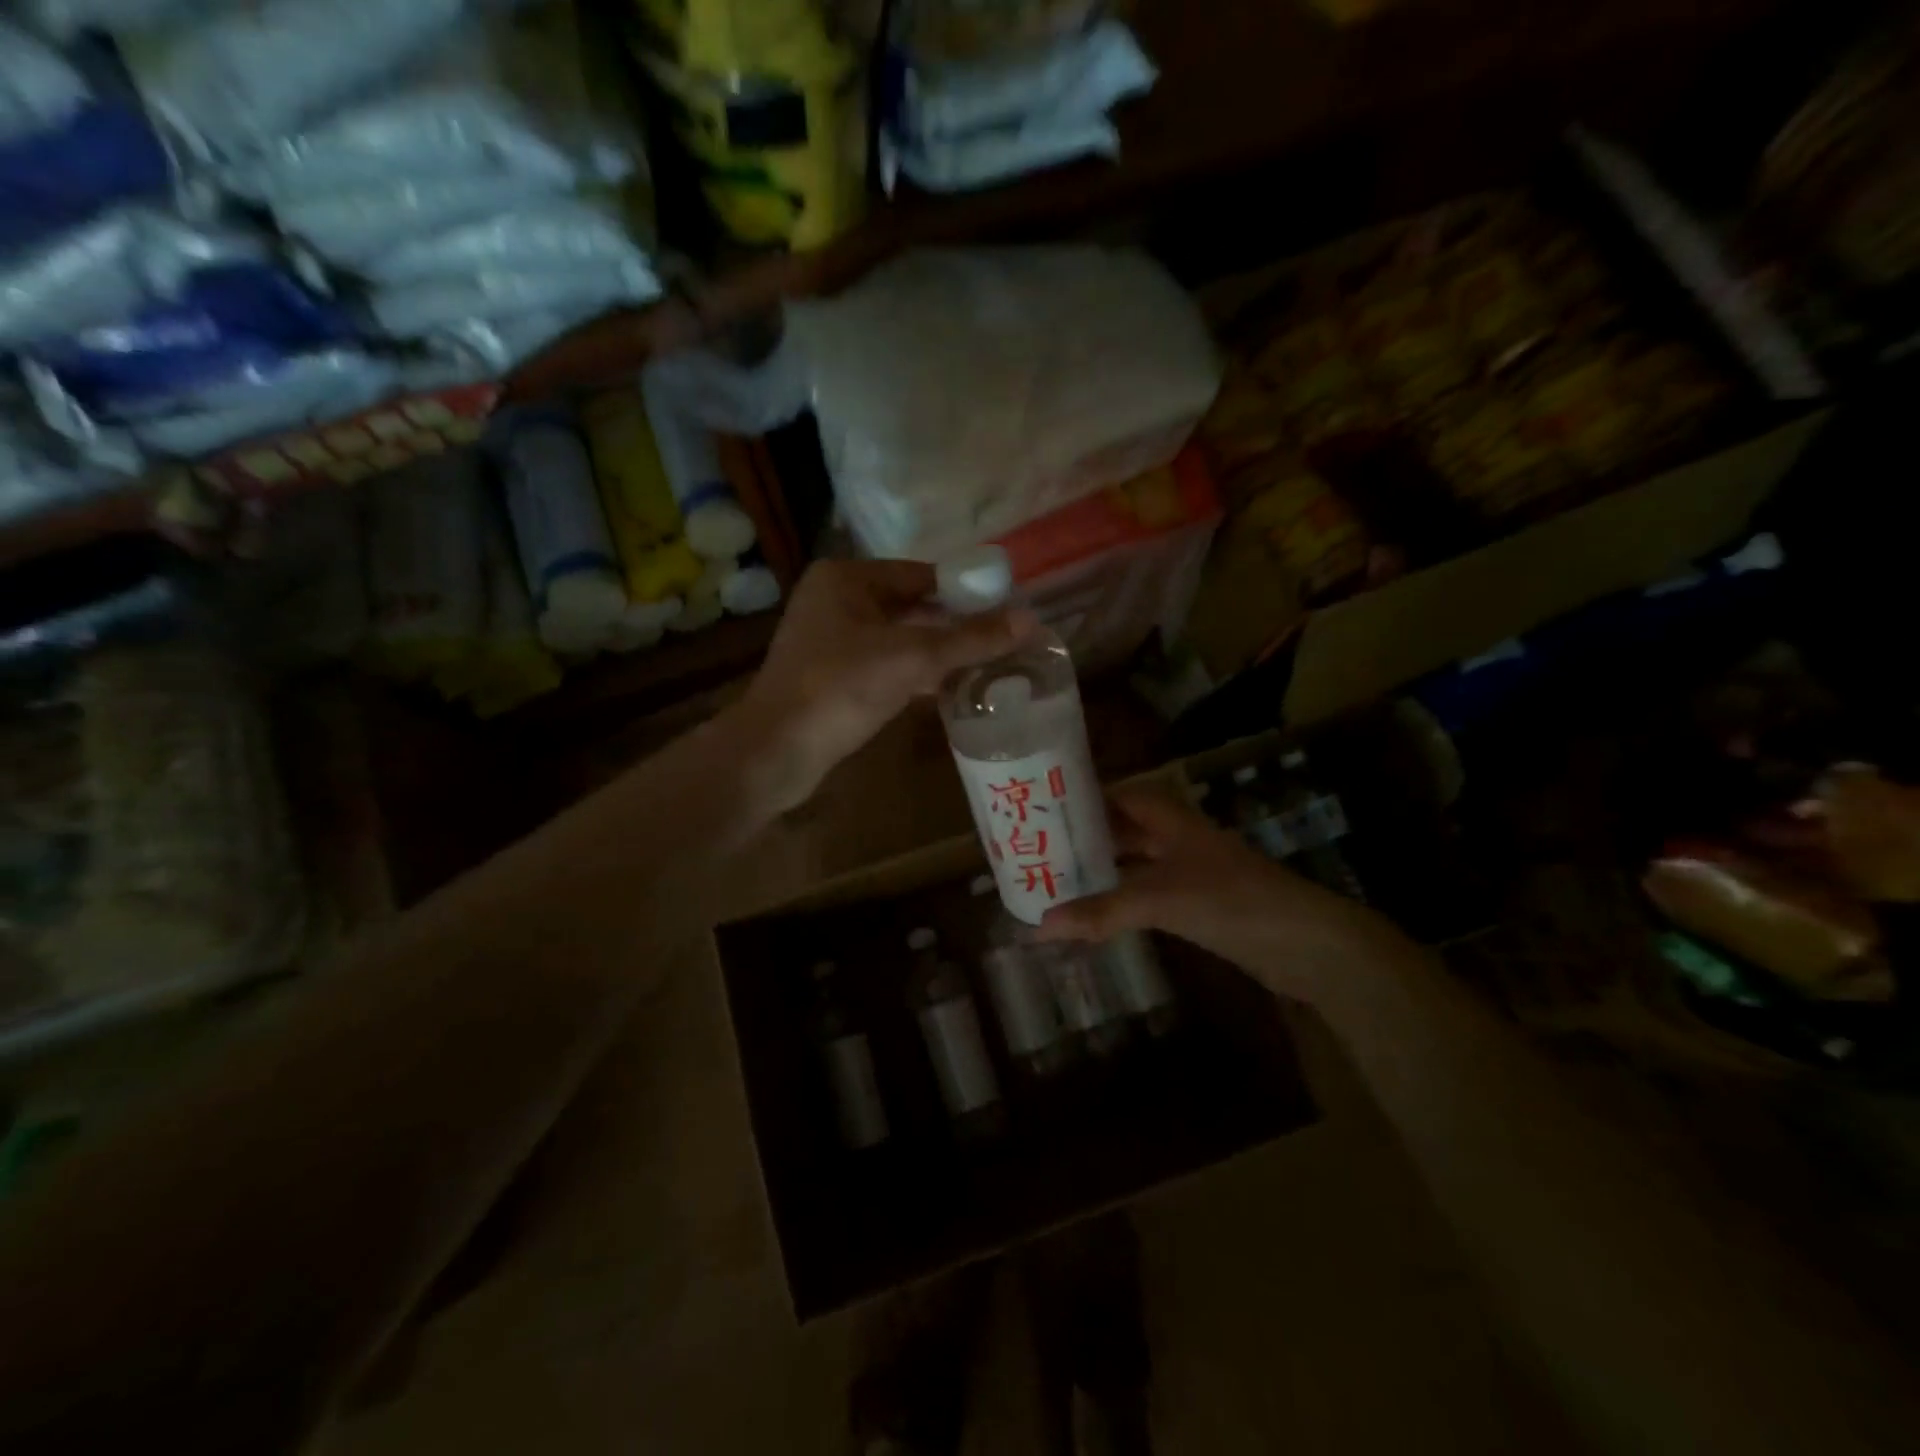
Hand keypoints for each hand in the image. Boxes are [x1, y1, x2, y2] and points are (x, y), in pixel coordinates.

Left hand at [737, 560, 1033, 811]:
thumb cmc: (841, 688)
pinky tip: (951, 688)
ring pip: (900, 639)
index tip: (1006, 608)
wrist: (778, 751)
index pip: (921, 574)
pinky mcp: (833, 676)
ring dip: (939, 652)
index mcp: (846, 578)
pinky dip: (916, 674)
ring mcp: (832, 640)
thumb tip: (1029, 620)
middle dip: (955, 625)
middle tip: (1002, 639)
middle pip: (912, 606)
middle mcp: (836, 600)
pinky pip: (886, 665)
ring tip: (987, 663)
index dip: (965, 590)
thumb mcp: (912, 658)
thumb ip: (970, 639)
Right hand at [1034, 785, 1406, 1004]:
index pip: (1122, 795)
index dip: (1086, 798)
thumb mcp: (1160, 900)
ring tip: (1057, 882)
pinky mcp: (1200, 907)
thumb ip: (1101, 911)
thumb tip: (1039, 925)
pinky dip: (1122, 902)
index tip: (1046, 808)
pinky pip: (1150, 896)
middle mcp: (1179, 840)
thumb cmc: (1232, 901)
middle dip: (1088, 839)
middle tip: (1041, 850)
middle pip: (1126, 830)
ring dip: (1104, 872)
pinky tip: (1097, 914)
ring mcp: (1192, 874)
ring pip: (1137, 865)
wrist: (1307, 944)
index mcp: (1172, 821)